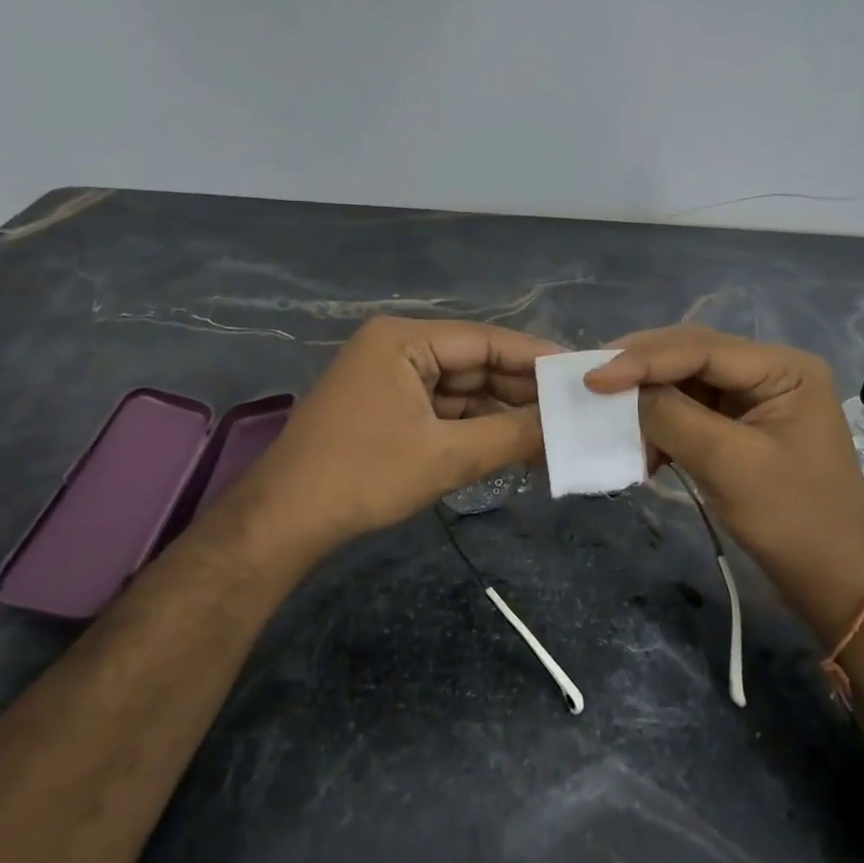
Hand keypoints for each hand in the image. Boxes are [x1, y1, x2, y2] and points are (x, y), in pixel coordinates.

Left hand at [218, 316, 560, 560]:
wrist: (284, 522)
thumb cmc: (364, 475)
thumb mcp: (446, 456)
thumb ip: (510, 436)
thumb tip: (565, 428)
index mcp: (404, 340)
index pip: (484, 340)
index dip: (534, 357)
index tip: (579, 372)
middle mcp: (396, 348)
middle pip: (473, 363)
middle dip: (518, 390)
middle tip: (571, 408)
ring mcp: (388, 379)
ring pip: (460, 389)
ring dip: (499, 412)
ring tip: (551, 431)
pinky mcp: (386, 408)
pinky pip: (441, 409)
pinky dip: (473, 427)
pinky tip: (510, 444)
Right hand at [586, 326, 863, 644]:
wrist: (837, 582)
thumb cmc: (794, 520)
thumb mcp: (729, 463)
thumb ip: (672, 416)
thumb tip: (622, 392)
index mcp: (783, 368)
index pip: (701, 348)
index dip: (643, 359)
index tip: (593, 378)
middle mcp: (770, 371)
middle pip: (691, 356)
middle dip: (641, 370)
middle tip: (591, 381)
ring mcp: (755, 399)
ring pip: (686, 383)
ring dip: (648, 400)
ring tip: (610, 417)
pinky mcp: (741, 427)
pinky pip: (691, 412)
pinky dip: (662, 426)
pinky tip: (643, 448)